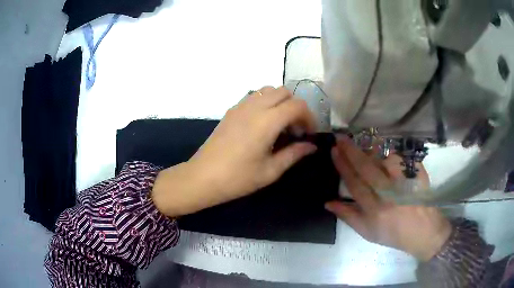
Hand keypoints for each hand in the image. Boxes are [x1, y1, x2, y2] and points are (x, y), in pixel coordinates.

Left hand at [152, 86, 316, 216]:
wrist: (203, 177)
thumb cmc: (238, 178)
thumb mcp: (270, 170)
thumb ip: (294, 154)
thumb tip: (312, 146)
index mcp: (267, 121)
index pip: (297, 105)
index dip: (309, 117)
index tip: (309, 133)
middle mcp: (254, 107)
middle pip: (283, 91)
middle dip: (295, 106)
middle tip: (295, 129)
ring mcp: (240, 106)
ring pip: (268, 90)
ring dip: (280, 102)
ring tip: (279, 125)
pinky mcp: (231, 110)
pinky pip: (254, 96)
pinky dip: (265, 102)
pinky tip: (262, 124)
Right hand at [325, 136, 451, 261]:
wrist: (423, 231)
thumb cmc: (393, 233)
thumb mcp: (367, 232)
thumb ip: (348, 216)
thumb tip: (328, 203)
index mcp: (375, 210)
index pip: (355, 183)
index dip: (343, 165)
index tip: (334, 150)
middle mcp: (389, 195)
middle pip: (367, 167)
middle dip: (351, 150)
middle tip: (341, 137)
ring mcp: (405, 182)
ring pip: (386, 158)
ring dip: (372, 148)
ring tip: (363, 142)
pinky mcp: (417, 174)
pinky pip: (402, 157)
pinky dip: (391, 152)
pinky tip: (385, 151)